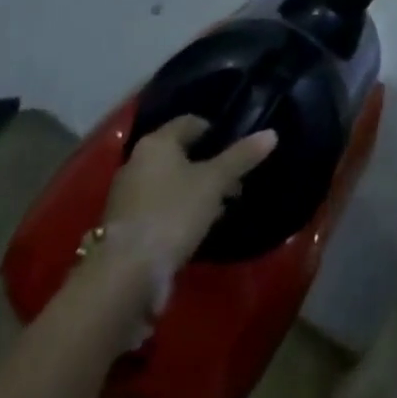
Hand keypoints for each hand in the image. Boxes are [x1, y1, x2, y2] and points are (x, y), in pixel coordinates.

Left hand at [102, 116, 278, 273]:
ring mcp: (127, 196)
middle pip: (180, 153)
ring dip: (195, 191)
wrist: (126, 275)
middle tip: (235, 181)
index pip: (190, 122)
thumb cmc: (173, 213)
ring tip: (222, 206)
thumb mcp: (214, 182)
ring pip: (170, 182)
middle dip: (209, 165)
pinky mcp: (125, 226)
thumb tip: (271, 133)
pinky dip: (179, 211)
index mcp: (156, 143)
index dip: (216, 131)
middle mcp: (136, 162)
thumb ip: (241, 157)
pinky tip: (198, 227)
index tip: (237, 148)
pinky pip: (159, 207)